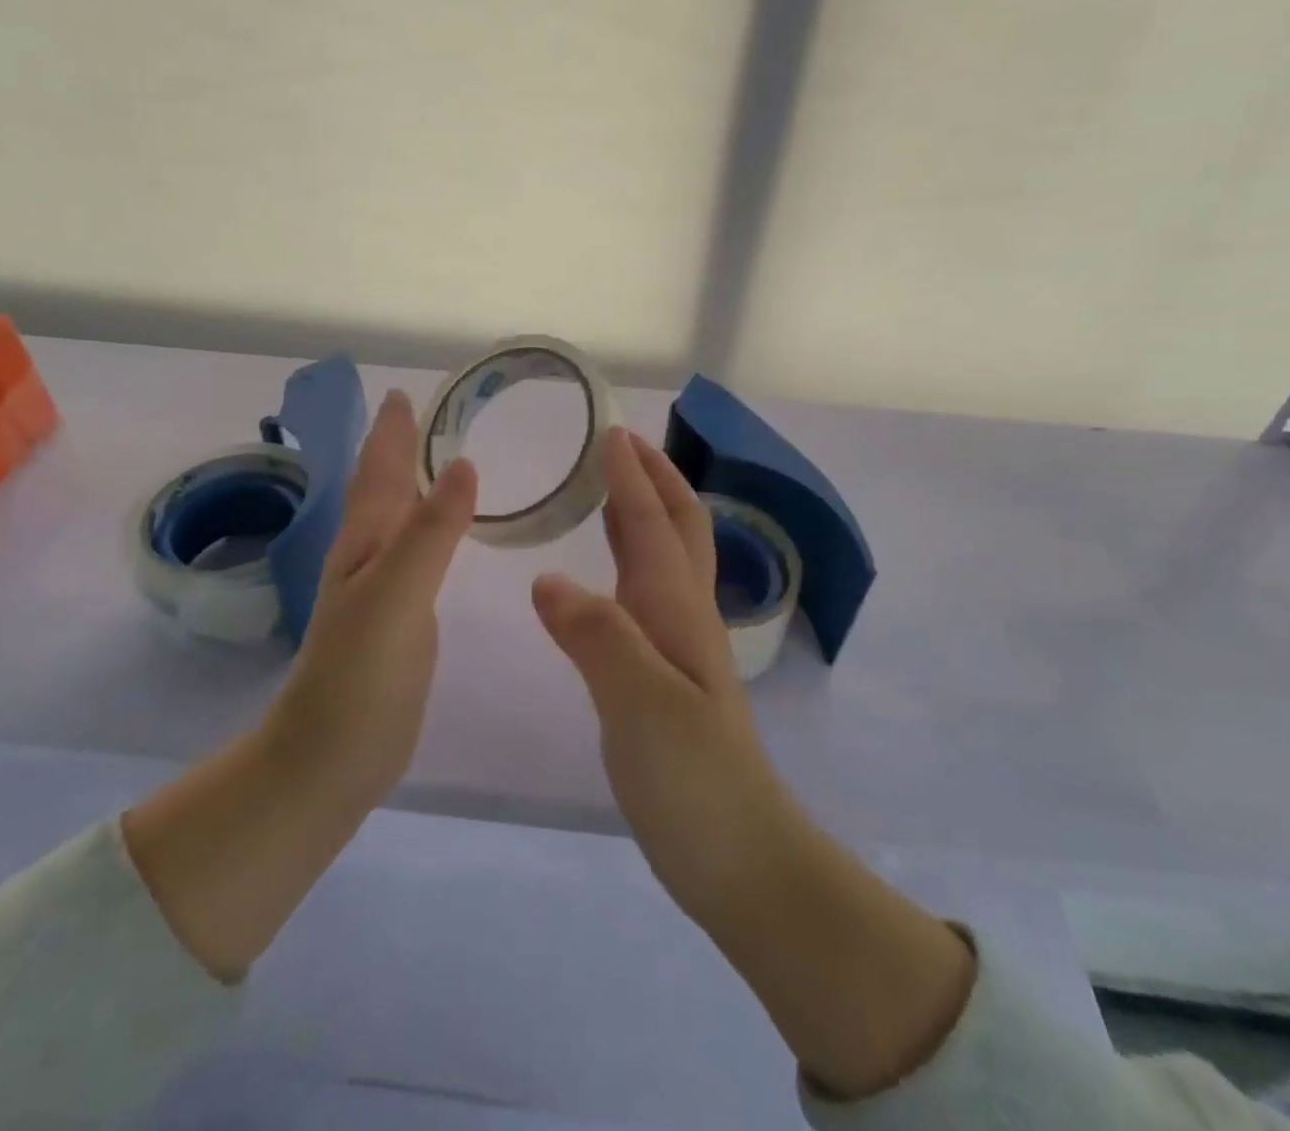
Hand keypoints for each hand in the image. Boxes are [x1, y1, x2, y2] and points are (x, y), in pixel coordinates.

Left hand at [265, 387, 478, 804]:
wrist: (330, 756)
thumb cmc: (359, 674)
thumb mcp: (396, 595)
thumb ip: (430, 532)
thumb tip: (462, 462)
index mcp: (364, 540)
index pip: (378, 469)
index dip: (391, 431)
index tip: (404, 391)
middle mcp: (368, 554)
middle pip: (383, 486)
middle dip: (400, 447)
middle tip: (426, 414)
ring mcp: (382, 587)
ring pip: (398, 518)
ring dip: (413, 483)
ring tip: (438, 458)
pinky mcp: (399, 617)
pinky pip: (417, 553)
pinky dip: (429, 529)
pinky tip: (442, 533)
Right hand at [533, 428, 973, 1100]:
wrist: (741, 857)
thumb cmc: (694, 781)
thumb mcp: (641, 707)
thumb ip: (598, 638)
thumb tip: (548, 580)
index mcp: (676, 609)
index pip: (652, 524)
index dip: (631, 477)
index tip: (609, 431)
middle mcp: (684, 615)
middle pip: (677, 527)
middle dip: (654, 479)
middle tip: (620, 446)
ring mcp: (681, 646)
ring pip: (667, 557)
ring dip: (646, 512)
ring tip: (613, 489)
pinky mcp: (669, 676)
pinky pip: (649, 594)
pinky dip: (632, 560)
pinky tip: (610, 574)